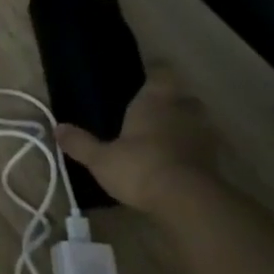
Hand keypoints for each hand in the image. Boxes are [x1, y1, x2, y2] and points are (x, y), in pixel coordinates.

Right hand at [56, 68, 220, 212]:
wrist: (187, 200)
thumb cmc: (139, 168)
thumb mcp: (100, 159)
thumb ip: (80, 143)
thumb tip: (57, 128)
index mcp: (155, 100)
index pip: (161, 72)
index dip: (155, 73)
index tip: (146, 78)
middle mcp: (182, 109)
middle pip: (181, 96)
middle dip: (170, 103)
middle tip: (151, 115)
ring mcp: (203, 133)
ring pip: (195, 120)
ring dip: (183, 127)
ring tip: (164, 141)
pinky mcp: (216, 158)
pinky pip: (202, 145)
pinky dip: (192, 150)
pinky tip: (177, 163)